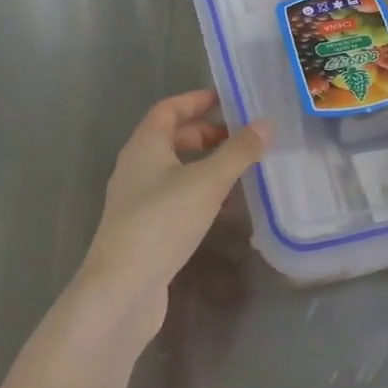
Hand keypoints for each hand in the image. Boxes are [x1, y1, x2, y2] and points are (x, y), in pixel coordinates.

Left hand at [74, 91, 268, 339]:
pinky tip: (224, 207)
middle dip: (206, 134)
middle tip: (241, 137)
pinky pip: (175, 197)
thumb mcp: (207, 182)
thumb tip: (265, 123)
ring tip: (240, 169)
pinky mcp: (144, 228)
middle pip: (171, 138)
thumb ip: (238, 152)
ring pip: (175, 170)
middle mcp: (136, 167)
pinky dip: (199, 192)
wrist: (122, 289)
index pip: (168, 109)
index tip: (226, 99)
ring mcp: (137, 200)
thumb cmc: (162, 222)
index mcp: (144, 145)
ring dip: (205, 165)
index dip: (196, 100)